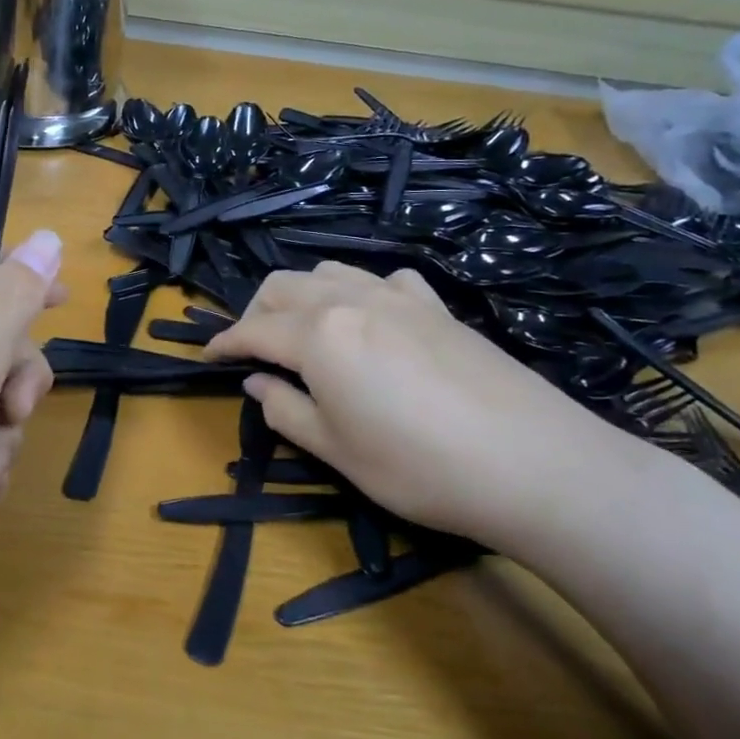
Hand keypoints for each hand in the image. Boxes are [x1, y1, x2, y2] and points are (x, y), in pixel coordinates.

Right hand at [205, 262, 648, 547]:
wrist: (534, 463)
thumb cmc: (419, 467)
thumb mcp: (336, 451)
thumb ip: (285, 410)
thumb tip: (257, 383)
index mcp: (318, 336)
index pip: (253, 331)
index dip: (224, 344)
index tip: (205, 357)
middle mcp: (350, 300)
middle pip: (283, 287)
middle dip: (255, 313)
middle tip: (252, 350)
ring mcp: (397, 297)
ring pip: (328, 271)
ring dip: (300, 294)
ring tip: (301, 331)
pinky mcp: (437, 306)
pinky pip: (382, 278)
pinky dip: (357, 290)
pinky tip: (369, 318)